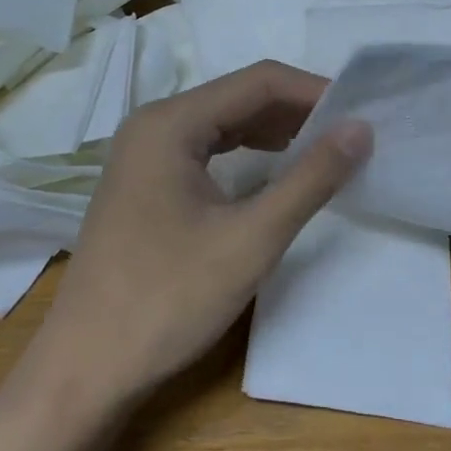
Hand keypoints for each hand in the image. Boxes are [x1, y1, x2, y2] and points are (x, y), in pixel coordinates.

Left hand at [32, 60, 372, 408]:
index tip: (364, 112)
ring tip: (327, 150)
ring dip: (275, 133)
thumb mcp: (251, 239)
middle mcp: (152, 126)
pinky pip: (205, 152)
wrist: (85, 369)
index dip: (315, 90)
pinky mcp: (144, 185)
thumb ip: (311, 179)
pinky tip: (276, 173)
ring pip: (222, 125)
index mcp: (170, 123)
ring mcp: (143, 156)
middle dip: (298, 112)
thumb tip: (361, 129)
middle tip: (353, 134)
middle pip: (239, 98)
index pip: (258, 81)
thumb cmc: (167, 300)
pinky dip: (247, 156)